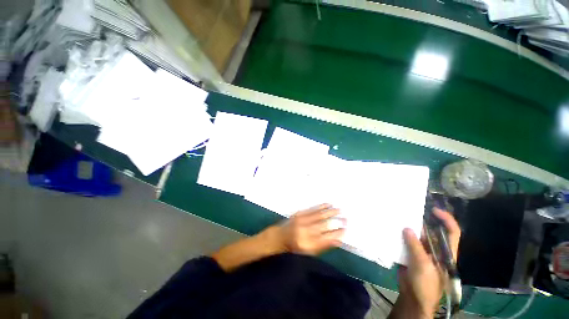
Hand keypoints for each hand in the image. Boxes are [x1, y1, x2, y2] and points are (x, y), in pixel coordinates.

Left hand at [270, 203, 345, 255]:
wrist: (279, 238)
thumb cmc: (295, 248)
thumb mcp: (309, 252)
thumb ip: (324, 246)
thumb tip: (338, 240)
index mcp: (309, 244)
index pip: (327, 238)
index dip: (338, 233)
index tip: (345, 229)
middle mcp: (305, 232)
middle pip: (325, 225)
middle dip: (337, 221)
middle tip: (345, 218)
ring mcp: (301, 221)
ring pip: (319, 215)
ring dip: (330, 212)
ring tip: (339, 210)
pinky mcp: (299, 214)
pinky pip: (312, 209)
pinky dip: (321, 206)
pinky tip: (328, 204)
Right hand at [390, 208, 460, 318]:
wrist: (414, 298)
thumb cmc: (426, 284)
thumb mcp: (423, 265)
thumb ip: (415, 246)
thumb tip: (407, 228)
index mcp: (445, 252)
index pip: (452, 232)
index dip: (446, 219)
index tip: (433, 210)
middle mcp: (434, 248)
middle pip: (431, 230)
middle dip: (422, 220)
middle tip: (408, 209)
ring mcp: (421, 251)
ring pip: (416, 235)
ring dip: (408, 227)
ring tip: (397, 216)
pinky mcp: (410, 253)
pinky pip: (405, 241)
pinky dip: (399, 234)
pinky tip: (391, 229)